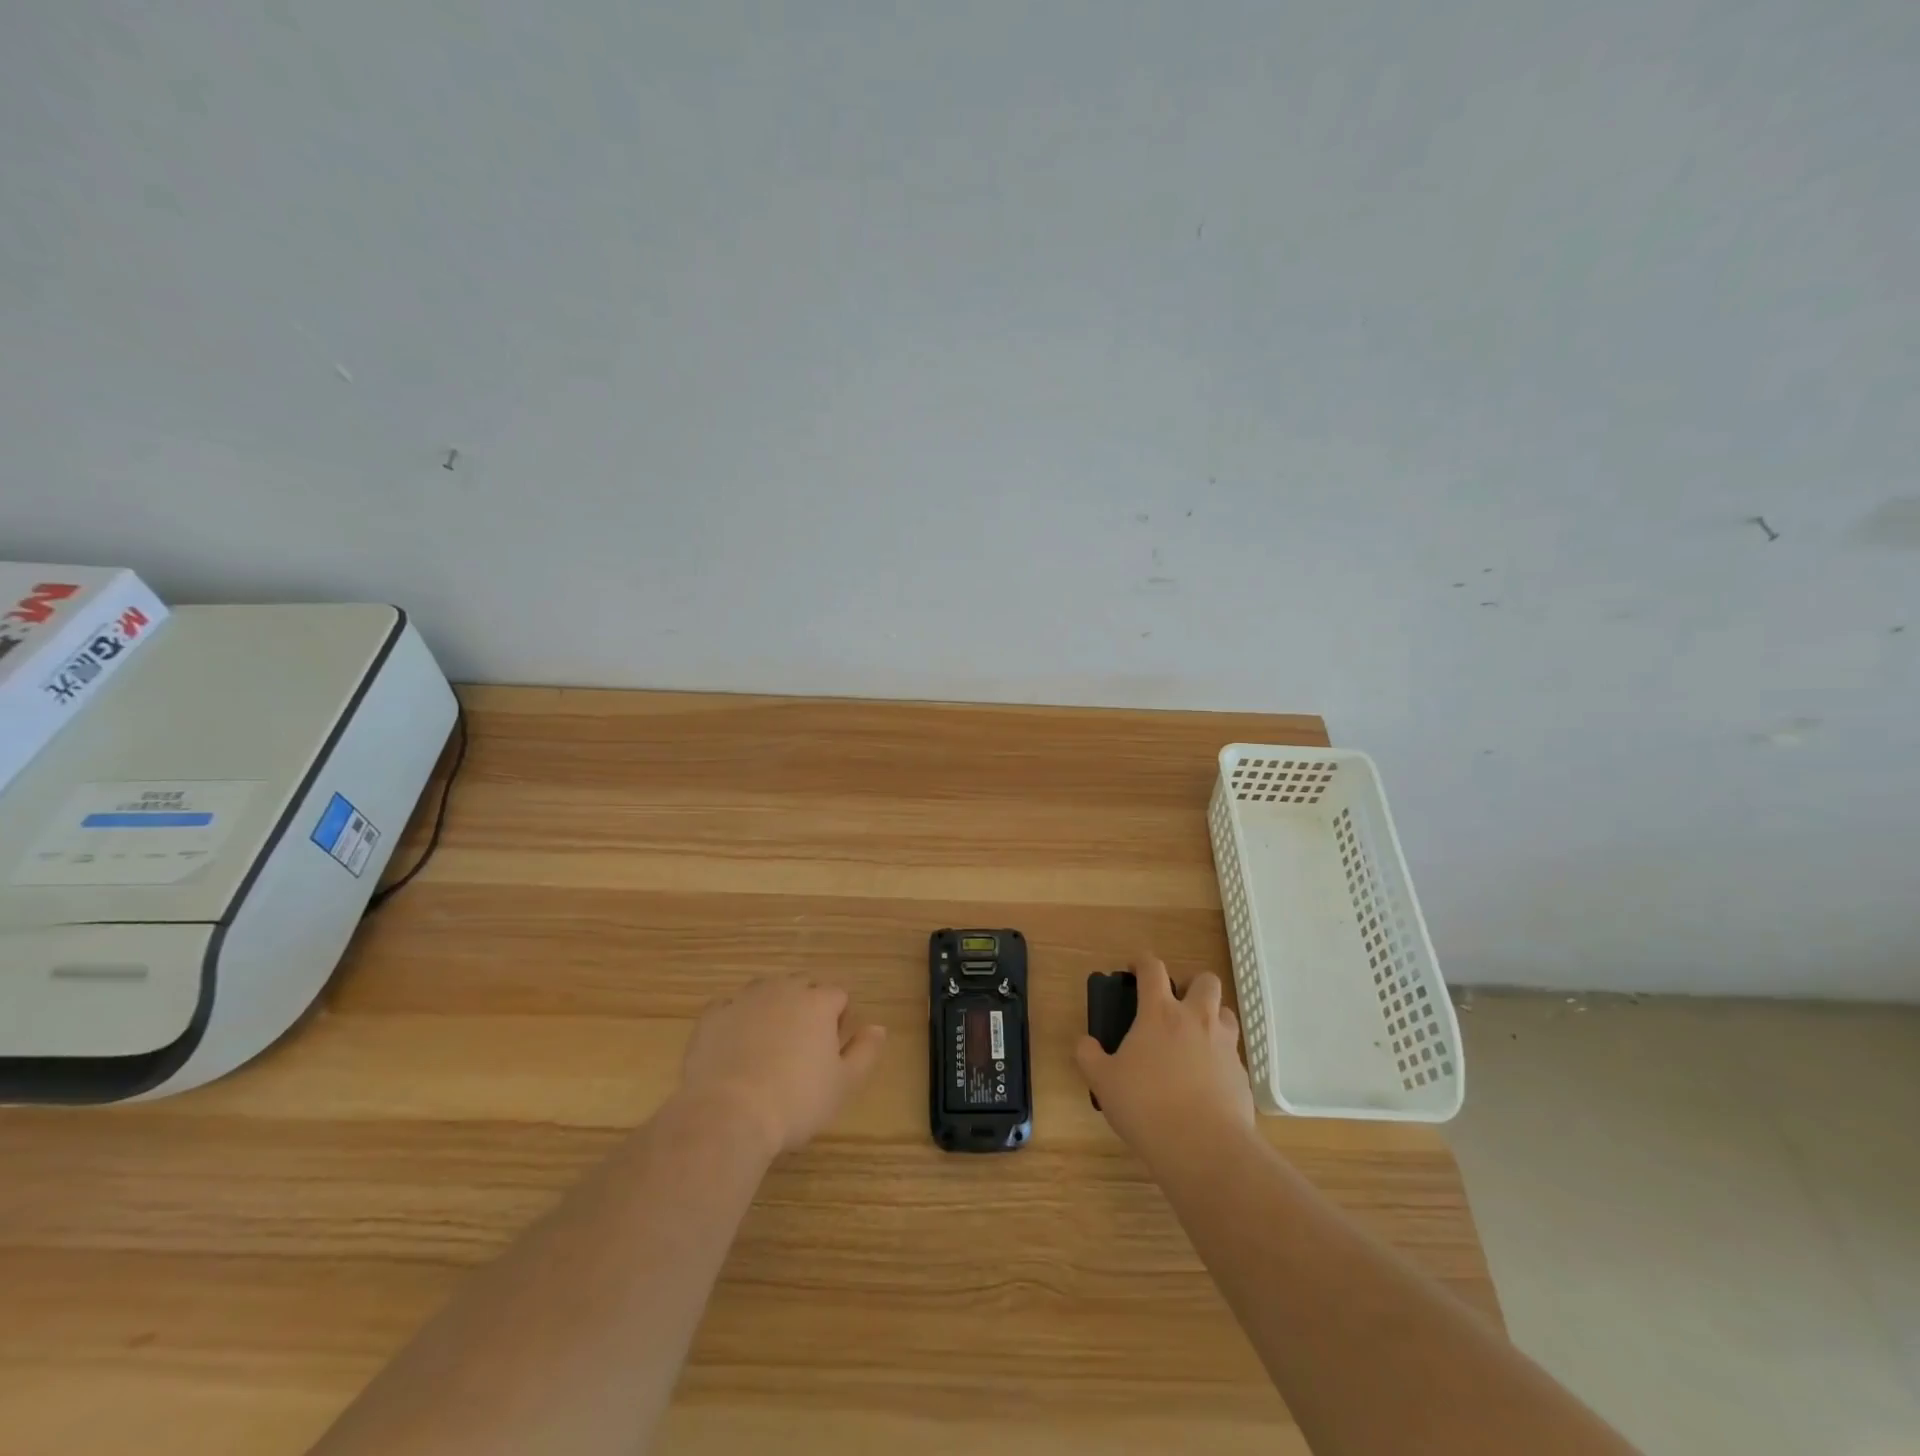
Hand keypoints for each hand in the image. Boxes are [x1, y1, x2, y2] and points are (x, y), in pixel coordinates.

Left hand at [678, 975, 886, 1156]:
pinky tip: (734, 1048)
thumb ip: (865, 1051)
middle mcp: (782, 990)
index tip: (831, 1051)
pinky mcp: (712, 1016)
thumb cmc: (795, 1101)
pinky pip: (729, 1008)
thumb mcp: (843, 1084)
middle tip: (801, 1048)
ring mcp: (744, 1000)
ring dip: (771, 1008)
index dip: (838, 1020)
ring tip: (768, 1046)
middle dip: (806, 1008)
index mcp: (818, 1002)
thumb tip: (878, 1028)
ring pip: (765, 991)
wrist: (728, 1114)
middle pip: (801, 987)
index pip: (837, 996)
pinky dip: (735, 1020)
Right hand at [1076, 955, 1254, 1156]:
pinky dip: (1220, 1057)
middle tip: (1174, 1004)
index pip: (1153, 968)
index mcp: (1160, 1013)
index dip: (1142, 962)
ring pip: (1226, 1013)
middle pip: (1205, 980)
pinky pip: (1232, 1053)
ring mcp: (1224, 1046)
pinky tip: (1206, 1080)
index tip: (1133, 969)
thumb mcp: (1103, 1081)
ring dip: (1211, 1017)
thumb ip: (1089, 1056)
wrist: (1204, 1147)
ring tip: (1194, 1039)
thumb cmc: (1146, 1106)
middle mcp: (1196, 1019)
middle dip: (1191, 984)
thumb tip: (1084, 1042)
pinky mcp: (1242, 1074)